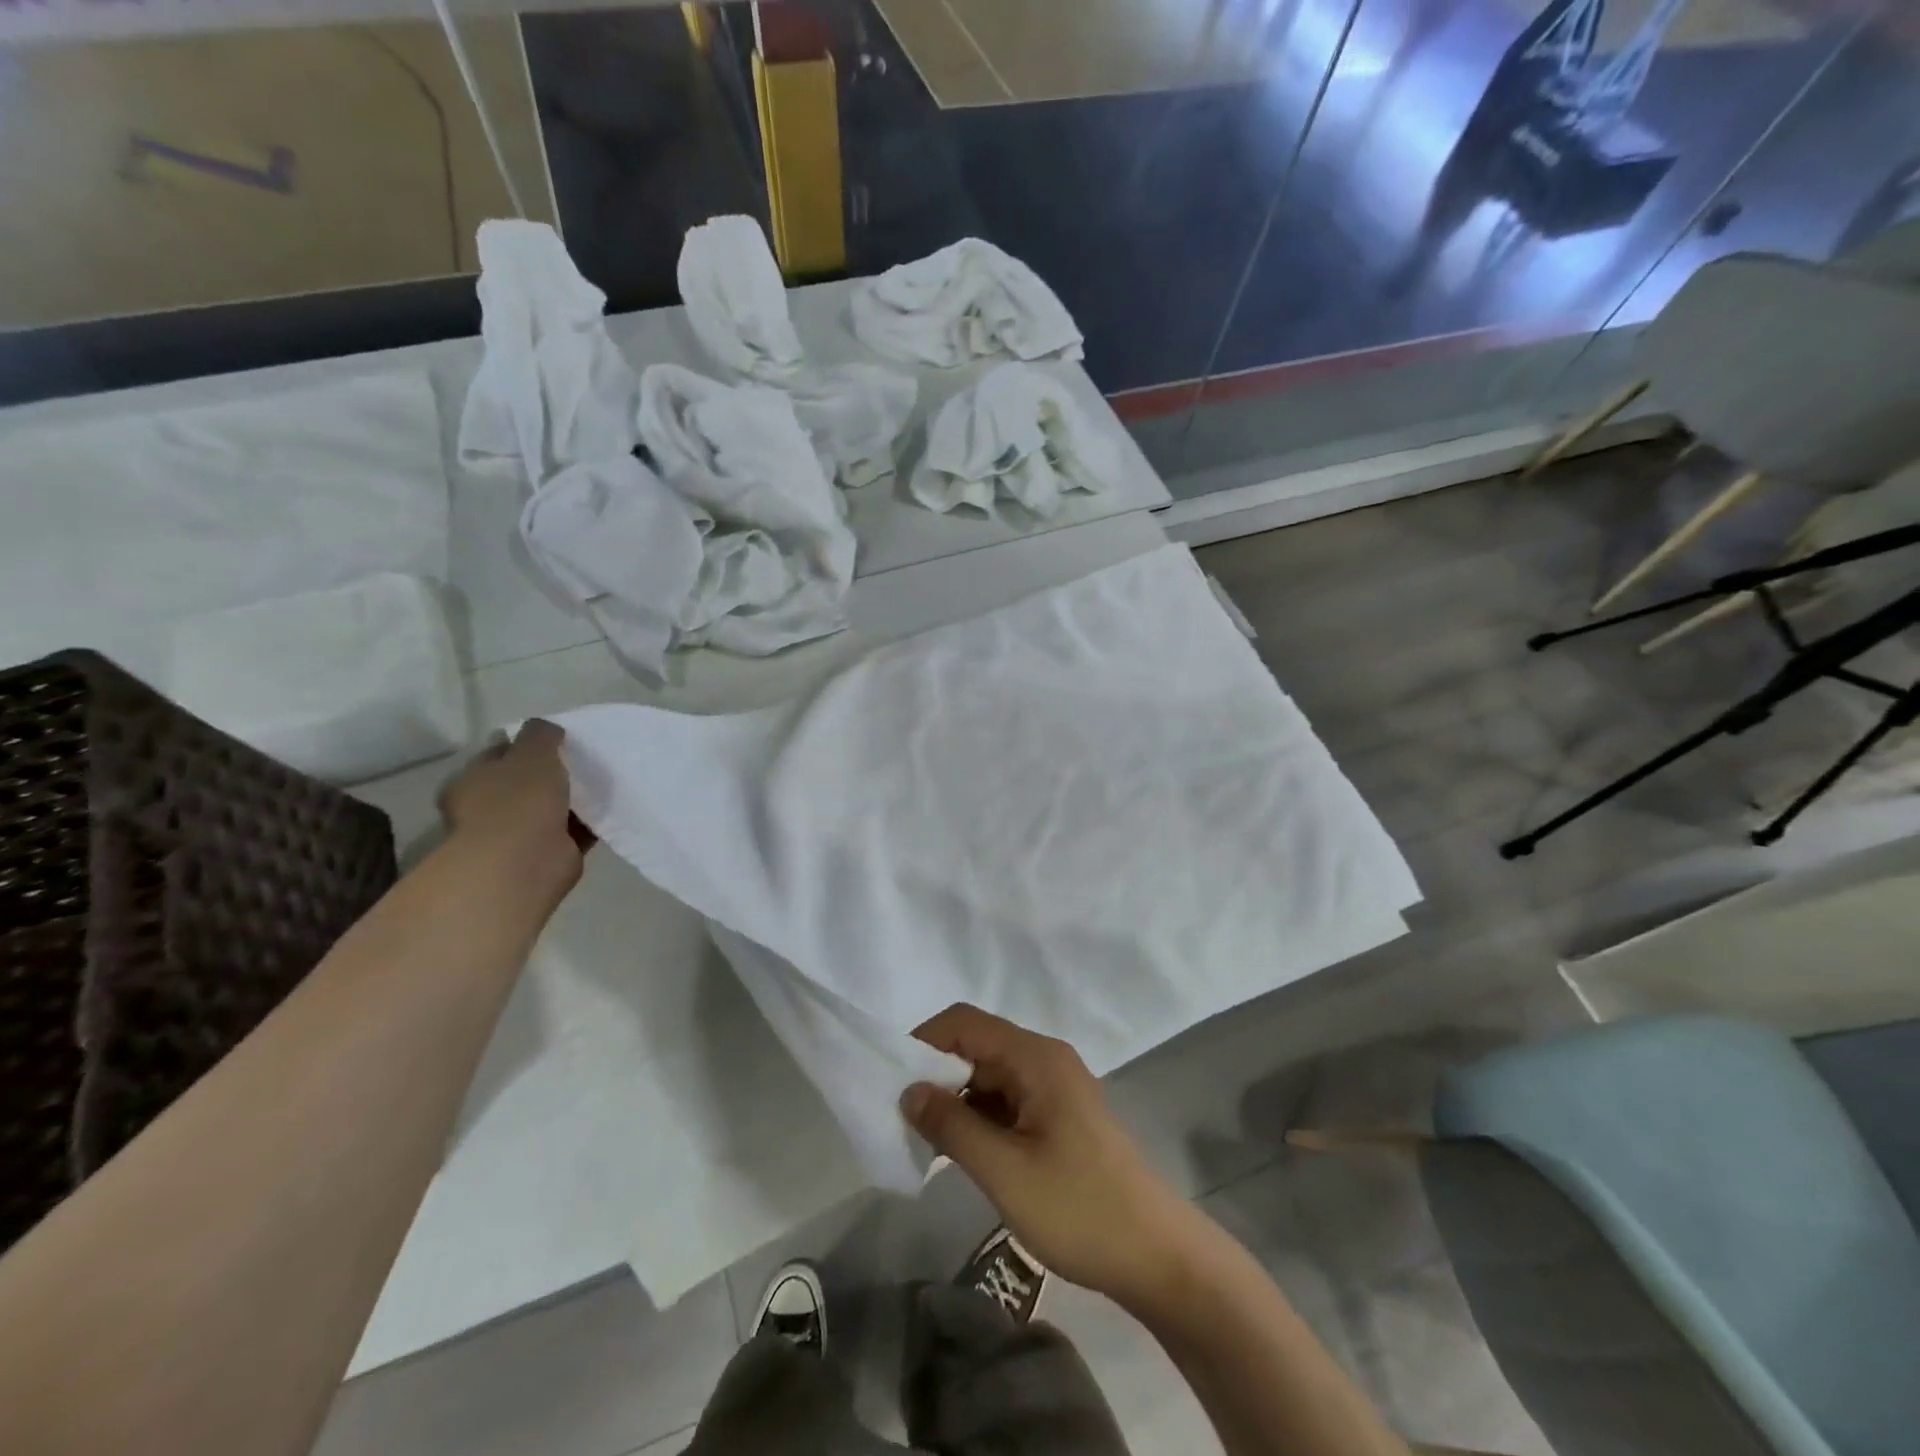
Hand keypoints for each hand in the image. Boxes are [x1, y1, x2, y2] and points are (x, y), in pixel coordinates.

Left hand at [440, 719, 586, 888]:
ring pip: (550, 808)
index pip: (499, 755)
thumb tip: (547, 728)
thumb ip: (540, 735)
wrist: (525, 861)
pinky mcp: (547, 854)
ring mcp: (517, 835)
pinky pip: (572, 831)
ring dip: (571, 800)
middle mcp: (489, 808)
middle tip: (582, 759)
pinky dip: (588, 823)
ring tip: (602, 782)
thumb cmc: (519, 799)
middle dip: (551, 773)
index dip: (525, 744)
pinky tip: (609, 809)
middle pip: (525, 783)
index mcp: (473, 781)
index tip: (556, 739)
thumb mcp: (532, 752)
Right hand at [902, 1004, 1201, 1312]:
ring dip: (958, 1099)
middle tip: (903, 1118)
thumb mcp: (1004, 1171)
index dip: (923, 1042)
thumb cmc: (1079, 1208)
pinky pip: (1009, 1099)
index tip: (890, 1080)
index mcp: (1035, 1057)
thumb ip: (952, 1126)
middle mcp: (1046, 1059)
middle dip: (937, 1074)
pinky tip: (964, 1151)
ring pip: (991, 1075)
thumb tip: (909, 1090)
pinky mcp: (1061, 1115)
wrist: (1157, 1256)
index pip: (965, 1022)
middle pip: (978, 1045)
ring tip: (927, 1141)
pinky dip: (981, 1116)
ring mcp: (1056, 1087)